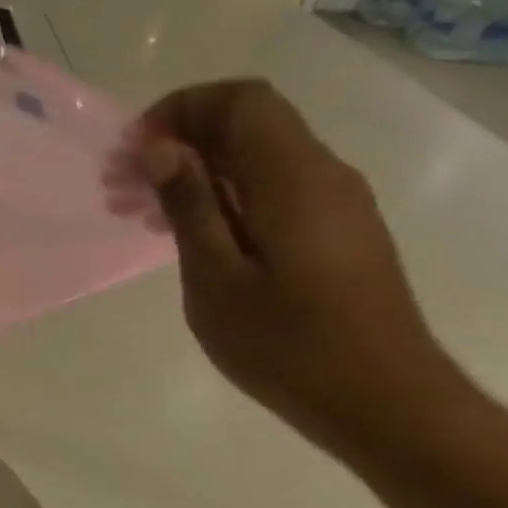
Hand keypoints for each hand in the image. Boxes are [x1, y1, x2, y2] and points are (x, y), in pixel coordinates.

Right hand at [108, 79, 459, 449]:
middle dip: (175, 142)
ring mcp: (333, 204)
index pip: (240, 100)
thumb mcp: (216, 277)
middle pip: (245, 124)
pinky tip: (184, 235)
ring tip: (137, 213)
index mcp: (294, 179)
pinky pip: (270, 188)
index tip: (135, 152)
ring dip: (192, 172)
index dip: (181, 109)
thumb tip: (161, 147)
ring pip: (254, 157)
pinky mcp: (334, 232)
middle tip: (119, 186)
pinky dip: (220, 195)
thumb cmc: (290, 345)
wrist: (388, 406)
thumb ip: (190, 204)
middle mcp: (322, 176)